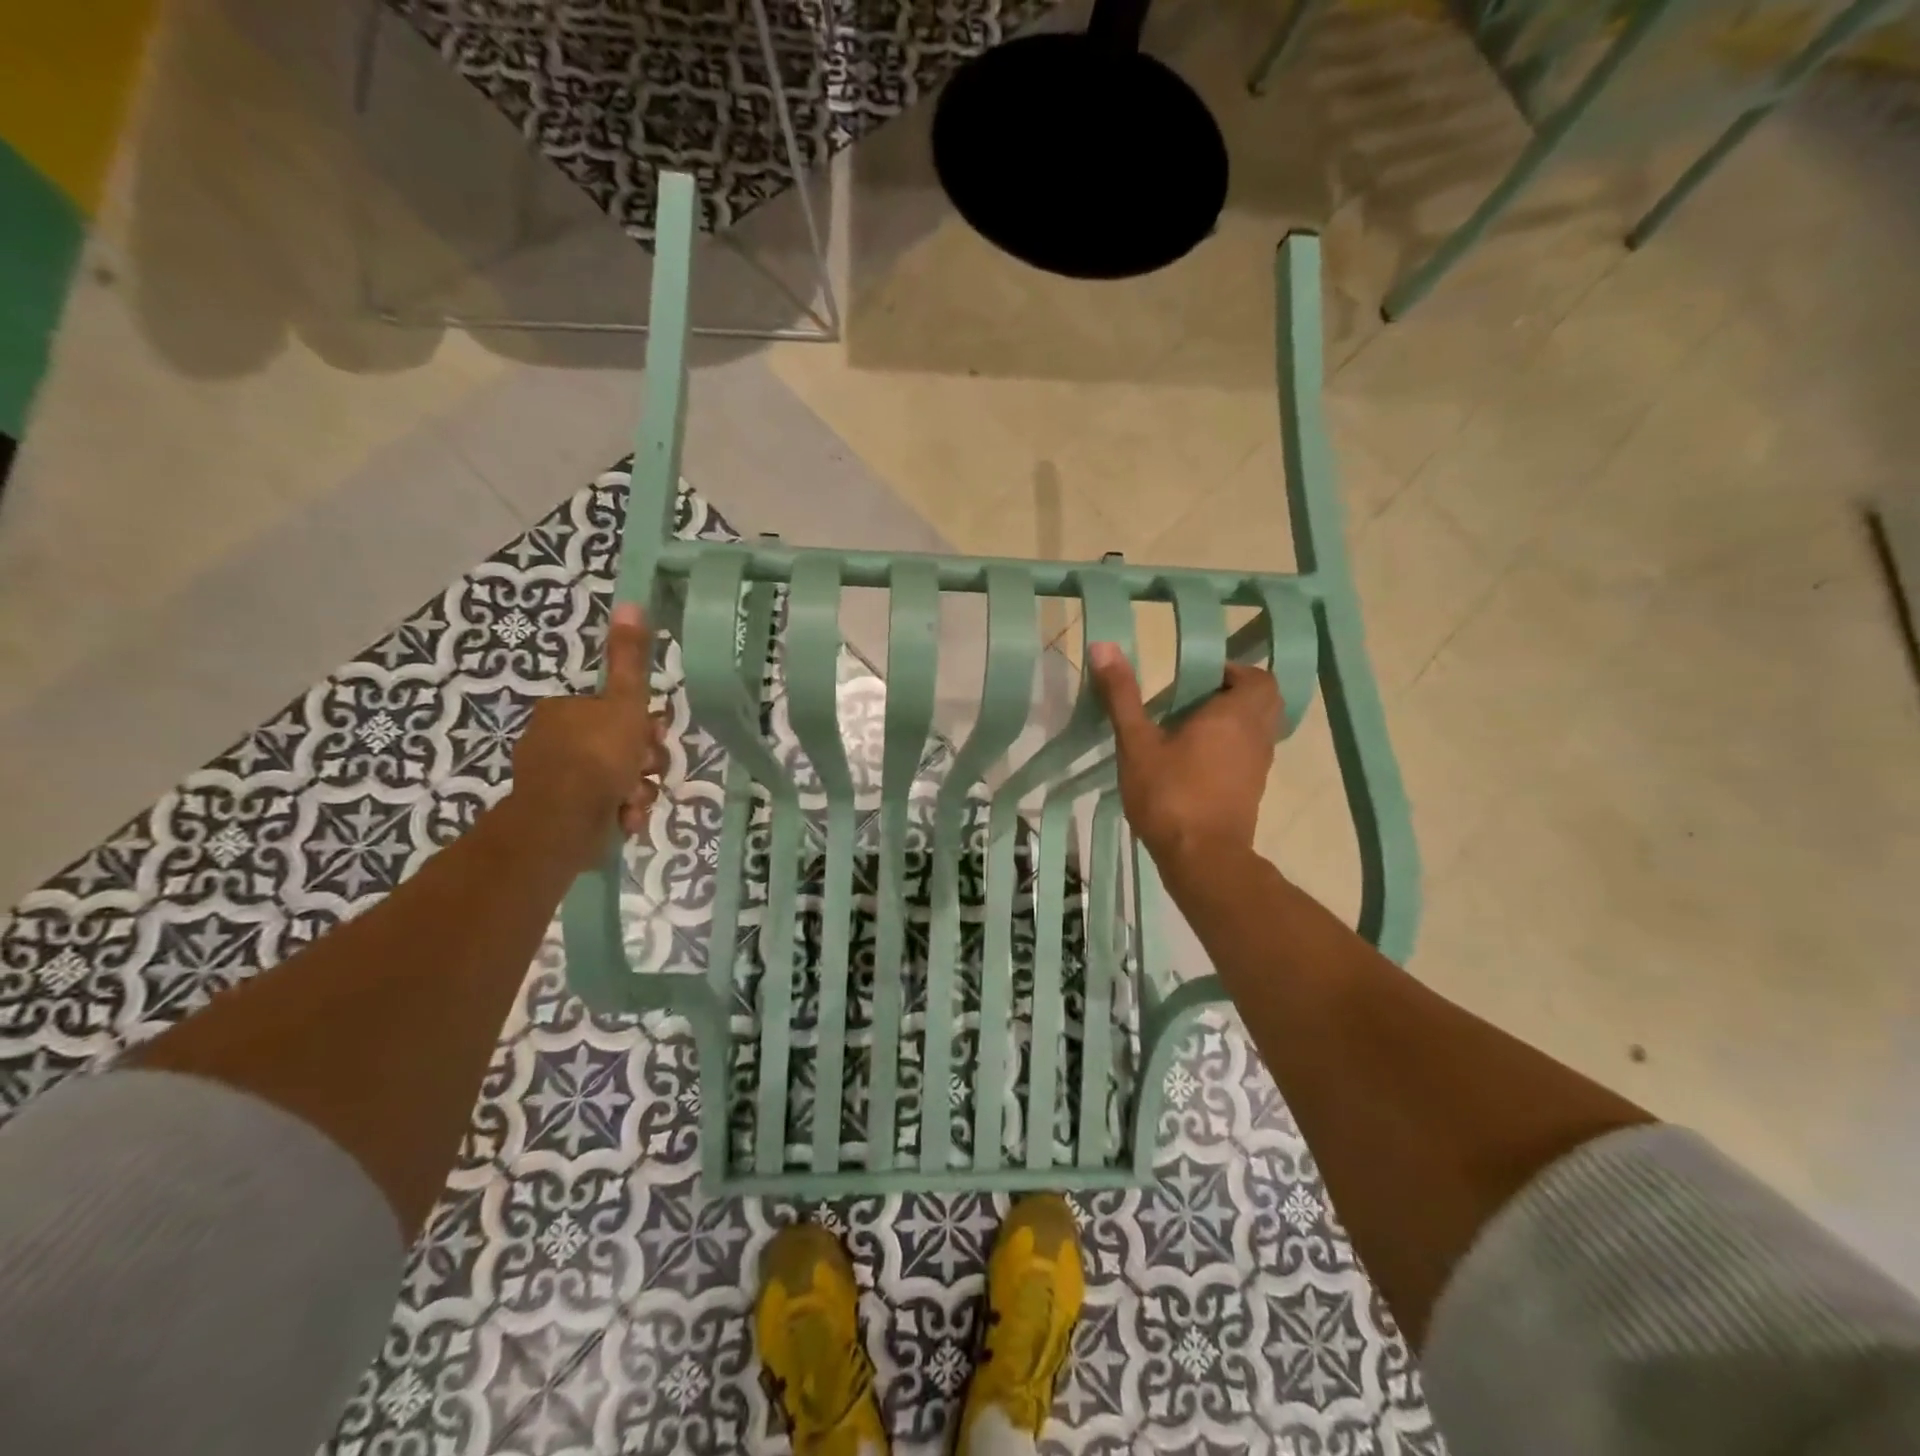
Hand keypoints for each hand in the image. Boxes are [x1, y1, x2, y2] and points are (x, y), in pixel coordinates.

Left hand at [510, 602, 665, 869]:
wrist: (563, 821)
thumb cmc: (598, 756)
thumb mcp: (624, 701)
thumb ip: (630, 659)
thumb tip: (631, 603)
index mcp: (564, 710)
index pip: (615, 710)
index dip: (644, 724)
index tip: (655, 736)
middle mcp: (553, 740)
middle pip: (618, 745)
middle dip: (642, 762)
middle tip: (649, 771)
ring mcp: (554, 779)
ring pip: (614, 779)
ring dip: (635, 790)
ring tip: (634, 801)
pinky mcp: (558, 813)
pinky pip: (601, 806)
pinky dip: (618, 811)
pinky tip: (623, 818)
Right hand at [1088, 643, 1280, 865]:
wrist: (1202, 860)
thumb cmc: (1170, 795)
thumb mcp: (1137, 742)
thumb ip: (1122, 695)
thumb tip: (1104, 645)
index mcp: (1235, 715)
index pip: (1257, 677)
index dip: (1232, 671)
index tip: (1195, 678)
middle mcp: (1256, 736)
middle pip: (1264, 701)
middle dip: (1235, 693)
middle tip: (1194, 698)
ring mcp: (1258, 767)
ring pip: (1258, 729)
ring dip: (1233, 721)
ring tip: (1189, 727)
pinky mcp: (1251, 791)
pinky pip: (1249, 755)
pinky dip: (1231, 747)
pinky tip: (1194, 760)